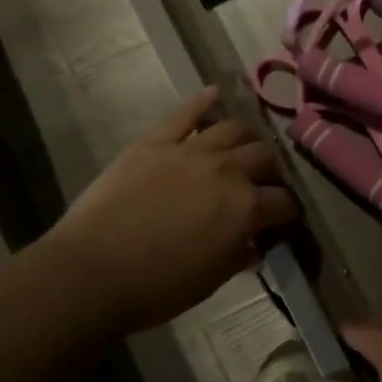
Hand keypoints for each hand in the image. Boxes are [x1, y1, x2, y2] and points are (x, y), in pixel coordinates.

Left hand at [51, 87, 298, 334]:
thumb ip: (238, 256)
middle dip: (271, 171)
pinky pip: (186, 113)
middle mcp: (227, 170)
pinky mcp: (156, 142)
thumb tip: (251, 245)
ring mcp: (191, 151)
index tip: (285, 218)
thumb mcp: (212, 279)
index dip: (289, 211)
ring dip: (247, 138)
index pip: (284, 202)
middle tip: (264, 182)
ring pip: (234, 129)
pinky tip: (214, 94)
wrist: (93, 272)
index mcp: (247, 208)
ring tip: (244, 147)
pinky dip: (202, 102)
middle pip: (264, 157)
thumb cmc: (158, 287)